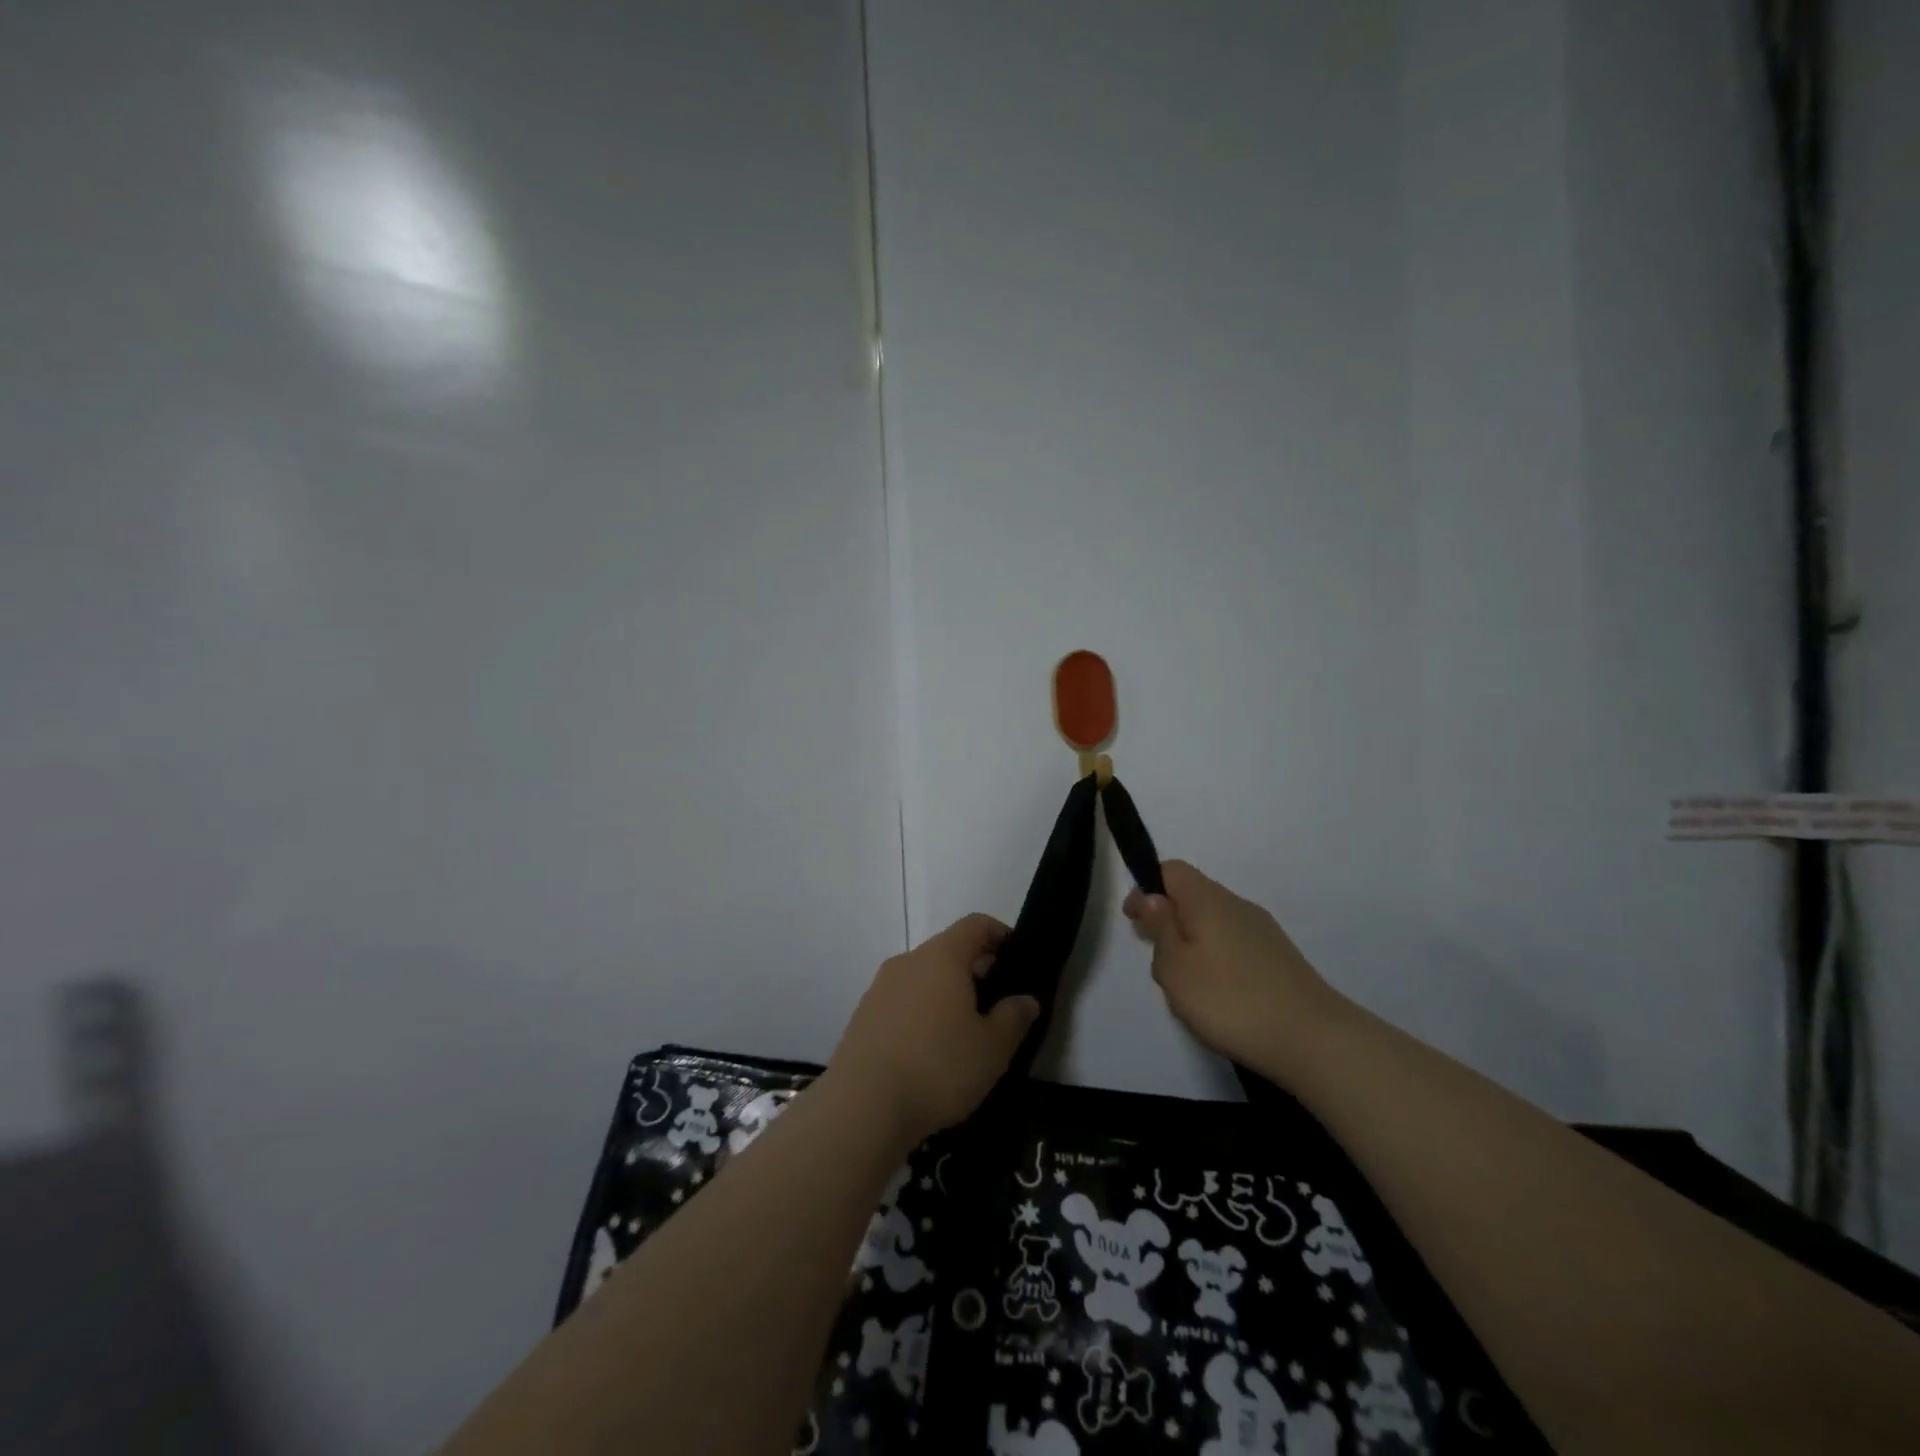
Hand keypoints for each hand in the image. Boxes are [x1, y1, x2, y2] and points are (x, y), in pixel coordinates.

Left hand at [827, 913, 1040, 1145]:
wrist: (862, 1107)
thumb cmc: (937, 1068)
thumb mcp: (992, 1048)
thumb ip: (1013, 1017)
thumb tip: (1025, 999)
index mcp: (942, 957)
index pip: (975, 925)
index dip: (1000, 933)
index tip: (1017, 956)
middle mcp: (908, 961)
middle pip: (948, 950)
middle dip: (975, 970)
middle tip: (997, 1004)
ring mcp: (880, 988)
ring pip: (923, 978)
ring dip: (946, 994)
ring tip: (964, 1033)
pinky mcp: (863, 1017)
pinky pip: (902, 1002)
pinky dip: (921, 1014)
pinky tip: (929, 1053)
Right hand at [1124, 860, 1344, 1080]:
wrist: (1314, 1040)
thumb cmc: (1230, 1000)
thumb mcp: (1176, 967)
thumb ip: (1160, 928)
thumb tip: (1153, 896)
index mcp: (1208, 899)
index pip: (1171, 870)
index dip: (1146, 888)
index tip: (1134, 922)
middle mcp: (1237, 905)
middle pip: (1192, 898)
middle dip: (1168, 923)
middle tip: (1159, 964)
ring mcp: (1263, 932)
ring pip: (1213, 926)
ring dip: (1192, 947)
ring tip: (1187, 990)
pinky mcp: (1279, 959)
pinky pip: (1234, 947)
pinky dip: (1217, 963)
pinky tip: (1219, 1000)